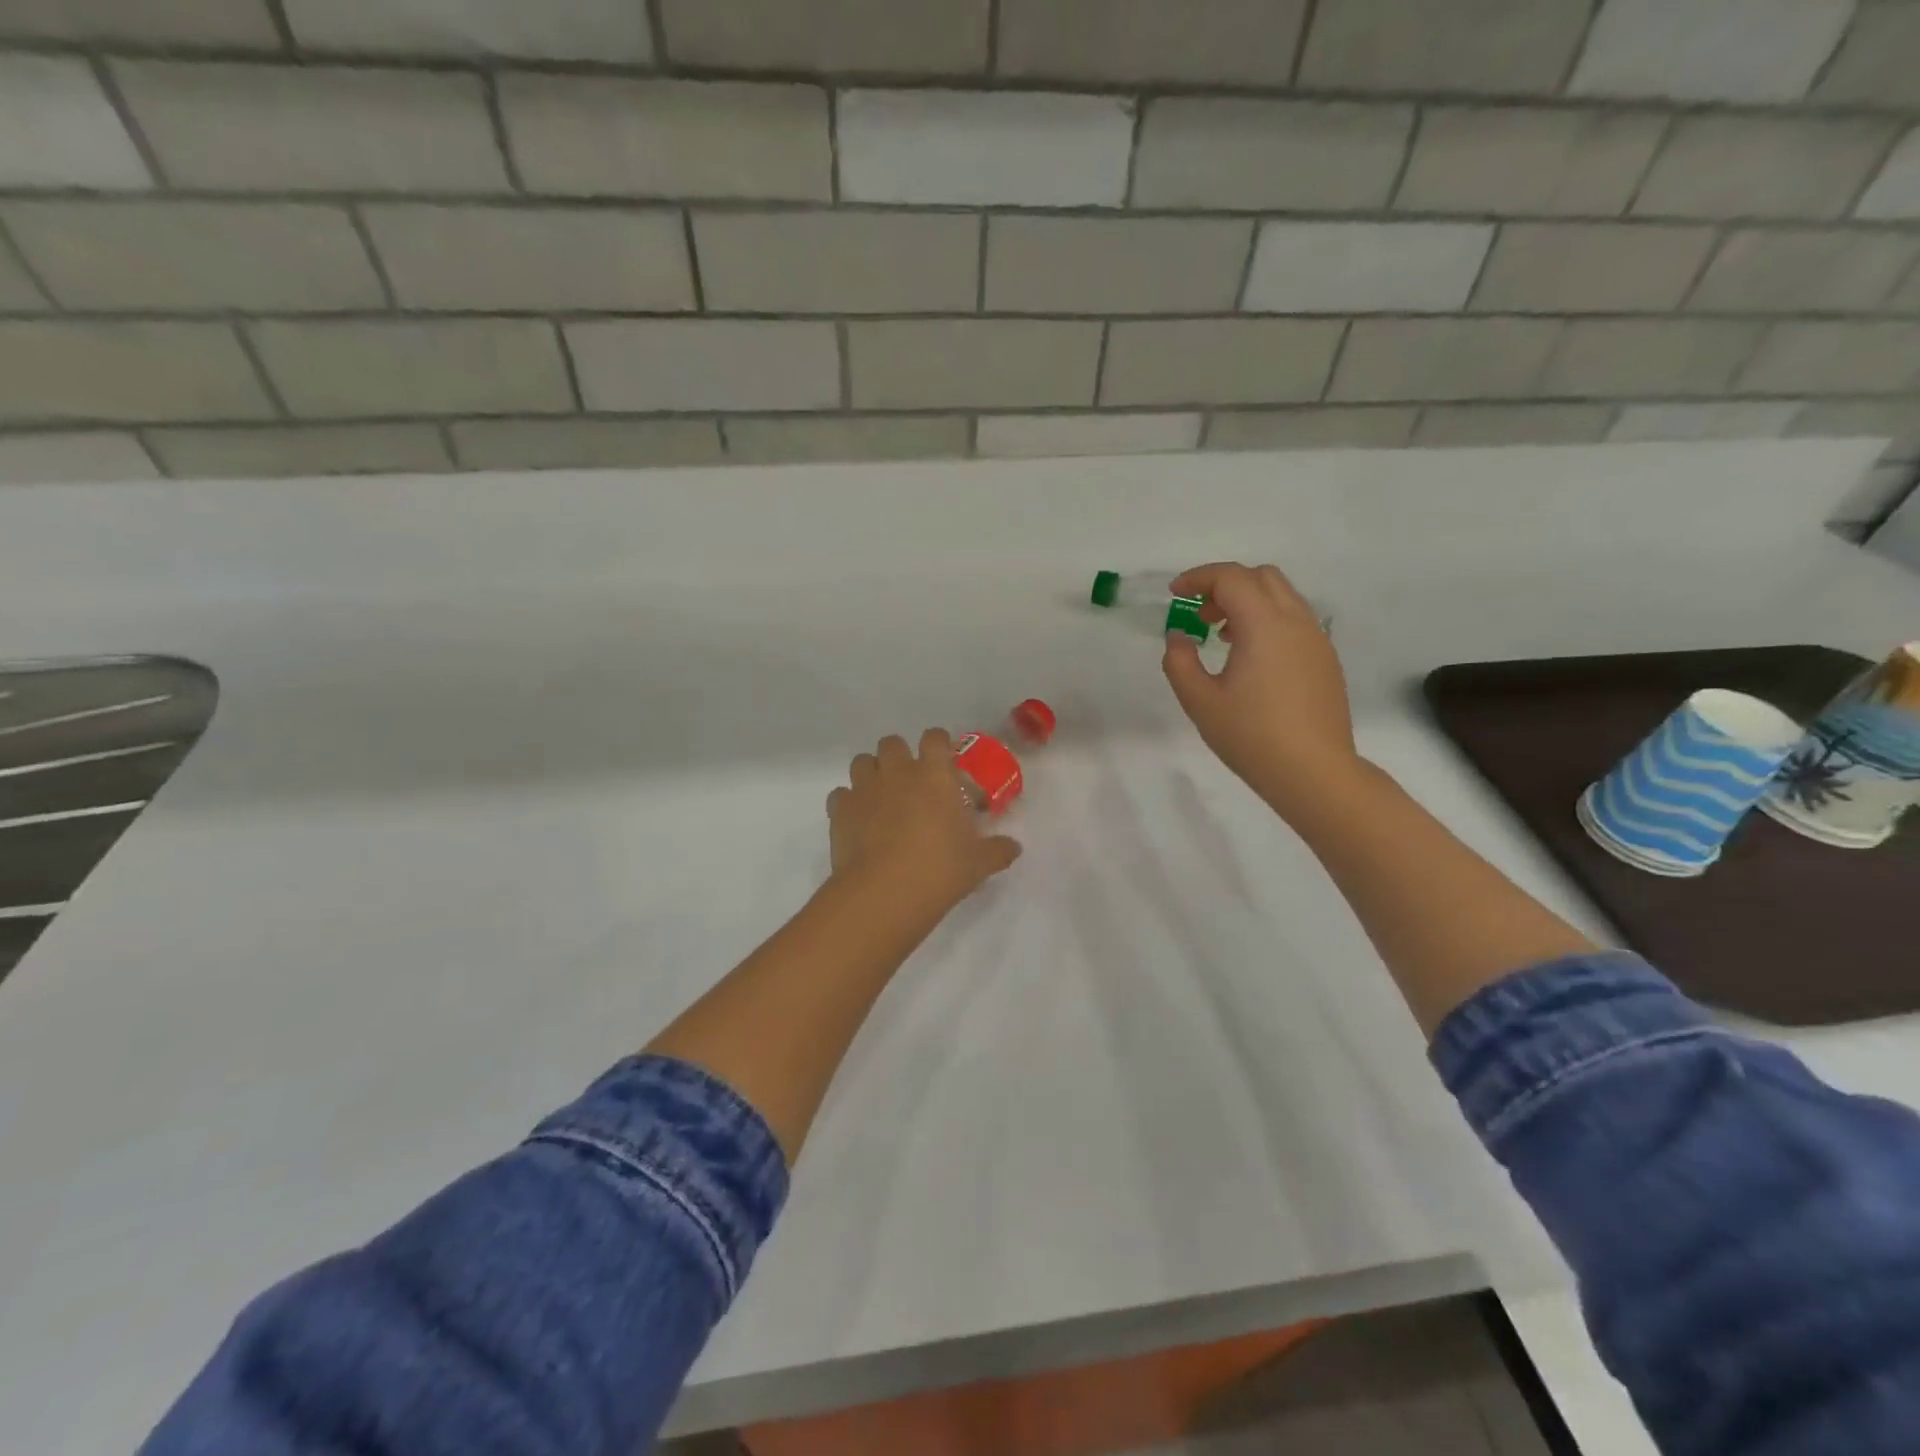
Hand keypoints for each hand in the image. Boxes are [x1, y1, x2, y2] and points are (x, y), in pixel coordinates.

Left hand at [827, 729, 1021, 921]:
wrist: (884, 893)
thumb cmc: (940, 870)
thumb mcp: (978, 863)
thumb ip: (998, 850)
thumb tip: (1014, 848)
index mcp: (935, 775)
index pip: (935, 738)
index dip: (938, 744)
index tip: (943, 760)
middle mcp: (898, 772)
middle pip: (892, 743)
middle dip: (899, 756)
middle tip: (910, 782)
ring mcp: (865, 789)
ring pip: (862, 762)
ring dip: (871, 773)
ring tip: (881, 798)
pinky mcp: (840, 810)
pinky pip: (841, 795)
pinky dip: (848, 803)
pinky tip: (858, 822)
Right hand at [1162, 562, 1363, 823]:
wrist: (1314, 772)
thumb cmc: (1251, 737)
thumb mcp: (1200, 702)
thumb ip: (1180, 662)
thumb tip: (1179, 637)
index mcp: (1264, 625)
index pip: (1231, 578)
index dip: (1198, 578)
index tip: (1174, 594)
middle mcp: (1296, 622)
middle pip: (1261, 577)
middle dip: (1225, 585)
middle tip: (1199, 615)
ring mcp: (1317, 640)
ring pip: (1283, 597)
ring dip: (1249, 602)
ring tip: (1222, 636)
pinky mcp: (1325, 660)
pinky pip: (1295, 621)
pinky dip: (1268, 620)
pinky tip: (1252, 658)